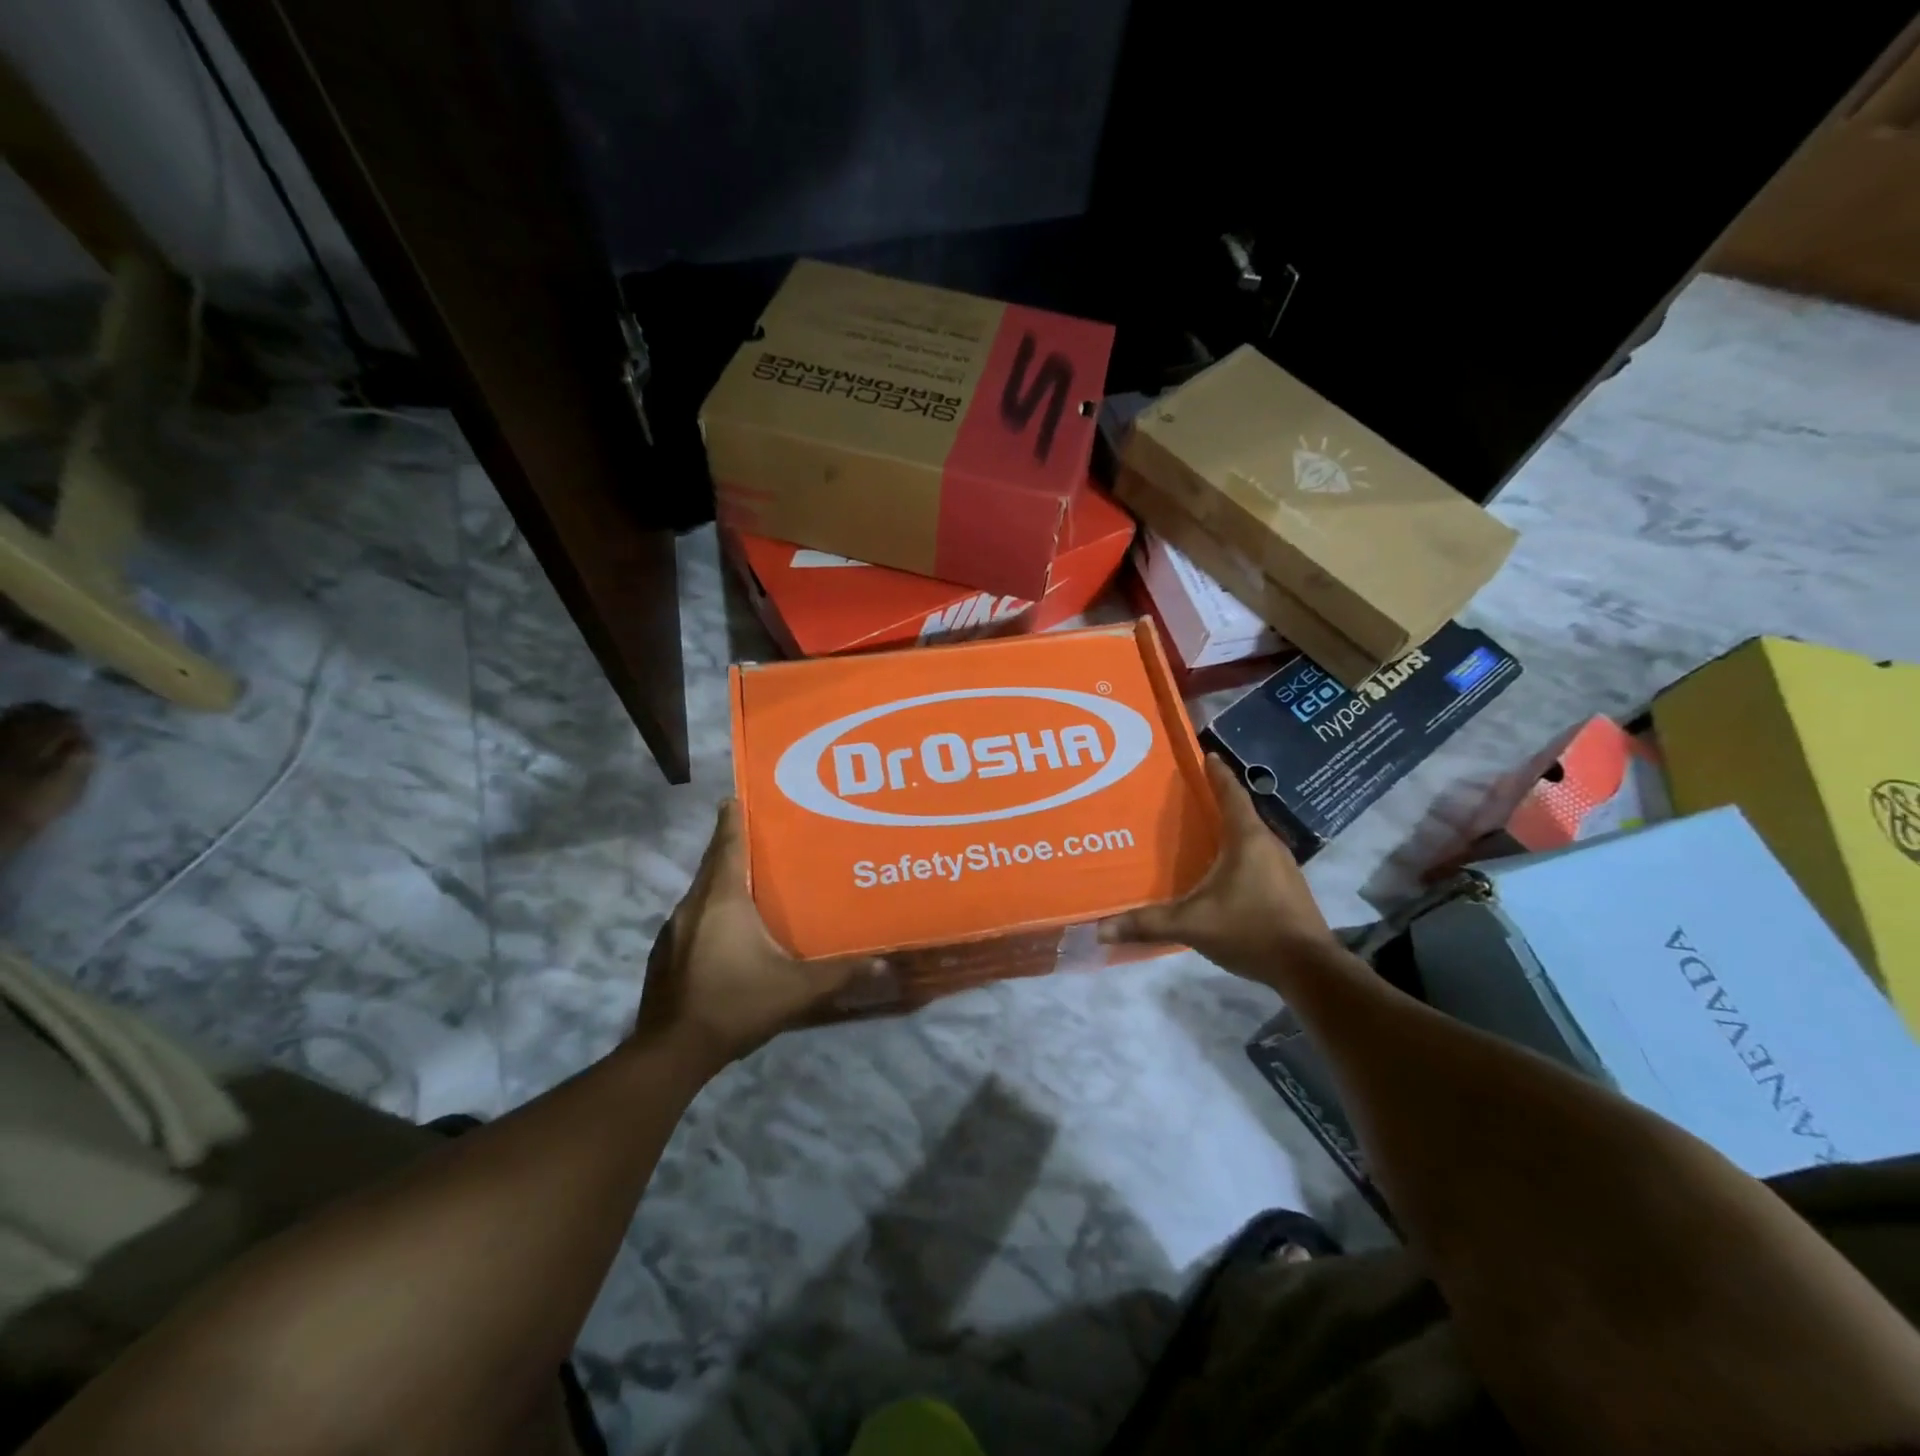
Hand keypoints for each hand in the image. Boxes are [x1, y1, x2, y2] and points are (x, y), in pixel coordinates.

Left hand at [633, 798, 884, 1070]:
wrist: (672, 1052)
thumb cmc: (735, 1005)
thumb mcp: (795, 989)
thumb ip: (838, 973)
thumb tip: (881, 962)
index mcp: (722, 901)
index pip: (728, 846)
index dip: (733, 819)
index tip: (737, 796)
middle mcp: (693, 906)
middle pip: (713, 864)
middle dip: (731, 844)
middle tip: (758, 833)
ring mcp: (674, 930)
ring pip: (701, 891)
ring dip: (721, 879)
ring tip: (750, 879)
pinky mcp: (665, 953)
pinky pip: (692, 916)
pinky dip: (710, 909)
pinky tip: (728, 929)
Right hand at [1099, 756, 1342, 987]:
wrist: (1309, 969)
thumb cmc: (1251, 930)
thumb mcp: (1192, 925)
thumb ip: (1147, 924)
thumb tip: (1100, 929)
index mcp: (1248, 839)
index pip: (1231, 793)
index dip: (1217, 774)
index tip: (1206, 755)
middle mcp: (1269, 845)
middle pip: (1241, 813)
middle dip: (1216, 802)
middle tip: (1187, 797)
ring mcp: (1283, 868)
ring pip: (1250, 838)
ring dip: (1228, 831)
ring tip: (1200, 833)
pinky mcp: (1288, 890)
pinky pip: (1258, 860)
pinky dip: (1238, 856)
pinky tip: (1221, 873)